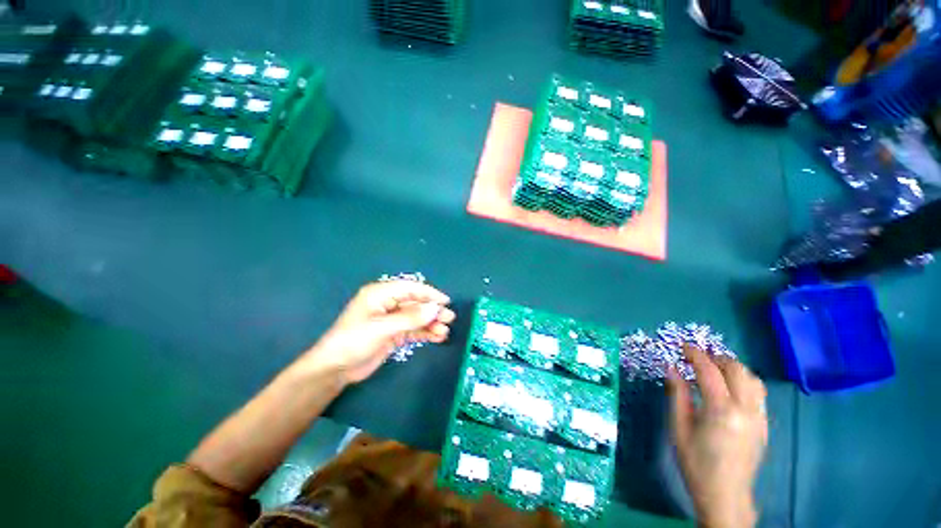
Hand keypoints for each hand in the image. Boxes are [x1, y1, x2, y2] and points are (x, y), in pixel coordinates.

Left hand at [301, 280, 455, 384]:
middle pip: (415, 303)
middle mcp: (387, 303)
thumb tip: (435, 308)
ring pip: (416, 317)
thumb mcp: (382, 328)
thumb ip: (410, 318)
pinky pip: (413, 329)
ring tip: (444, 331)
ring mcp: (391, 319)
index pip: (410, 288)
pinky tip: (436, 337)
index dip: (429, 293)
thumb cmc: (354, 341)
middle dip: (432, 310)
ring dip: (430, 323)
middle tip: (449, 318)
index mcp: (380, 294)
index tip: (445, 301)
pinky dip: (424, 332)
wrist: (334, 370)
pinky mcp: (393, 333)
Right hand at [667, 346, 767, 527]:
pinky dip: (743, 381)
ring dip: (732, 367)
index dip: (695, 354)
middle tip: (696, 357)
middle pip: (736, 369)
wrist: (725, 494)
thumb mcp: (678, 427)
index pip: (709, 371)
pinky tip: (729, 387)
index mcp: (721, 410)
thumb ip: (677, 394)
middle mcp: (745, 409)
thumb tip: (671, 368)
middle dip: (716, 357)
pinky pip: (758, 393)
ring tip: (713, 368)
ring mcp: (759, 417)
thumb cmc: (696, 462)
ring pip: (752, 379)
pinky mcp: (764, 424)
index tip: (682, 347)